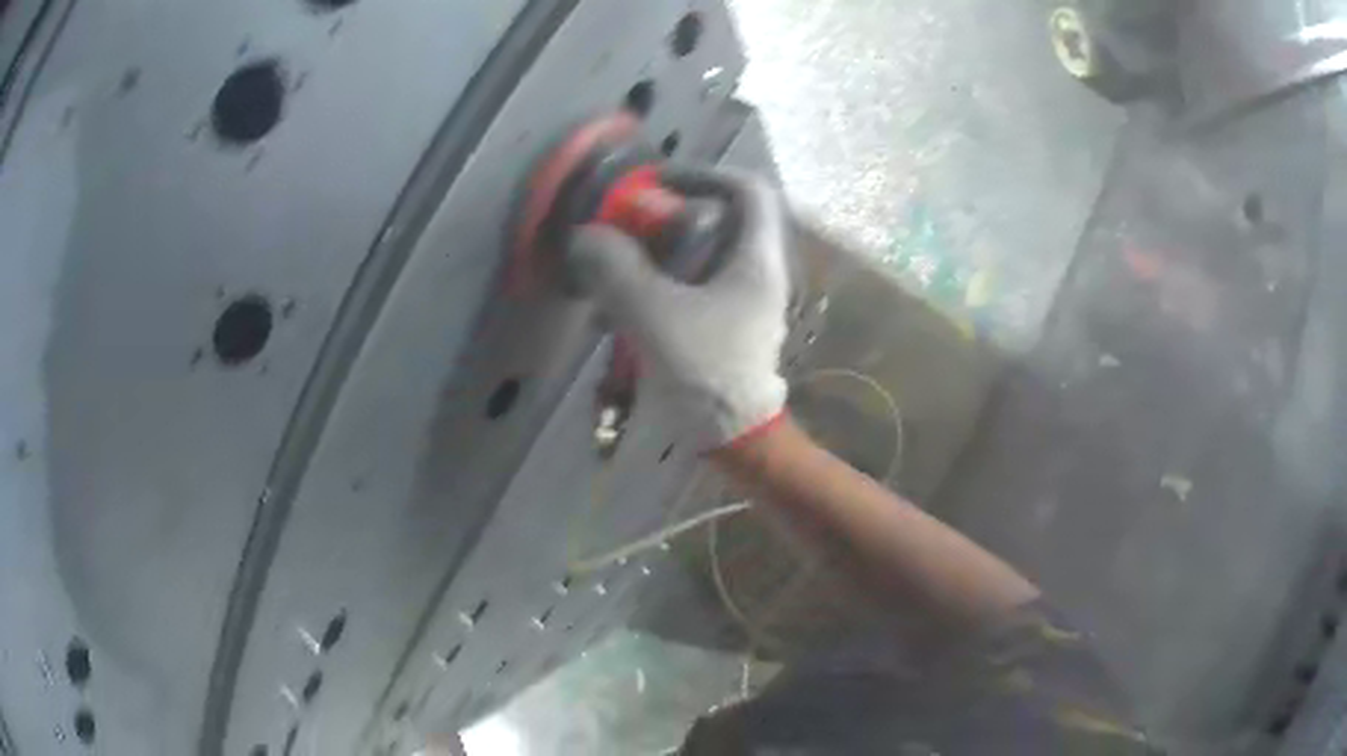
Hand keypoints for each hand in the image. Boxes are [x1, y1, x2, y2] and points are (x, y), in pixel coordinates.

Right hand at [568, 167, 790, 450]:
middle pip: (718, 221)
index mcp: (755, 259)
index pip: (746, 189)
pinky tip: (622, 312)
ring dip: (655, 257)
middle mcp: (756, 272)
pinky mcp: (726, 326)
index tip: (658, 183)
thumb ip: (616, 269)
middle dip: (666, 220)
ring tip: (613, 275)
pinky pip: (692, 288)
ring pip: (700, 257)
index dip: (703, 174)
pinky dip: (659, 288)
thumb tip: (587, 236)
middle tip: (626, 231)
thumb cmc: (705, 371)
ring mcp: (743, 301)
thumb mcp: (654, 314)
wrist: (735, 438)